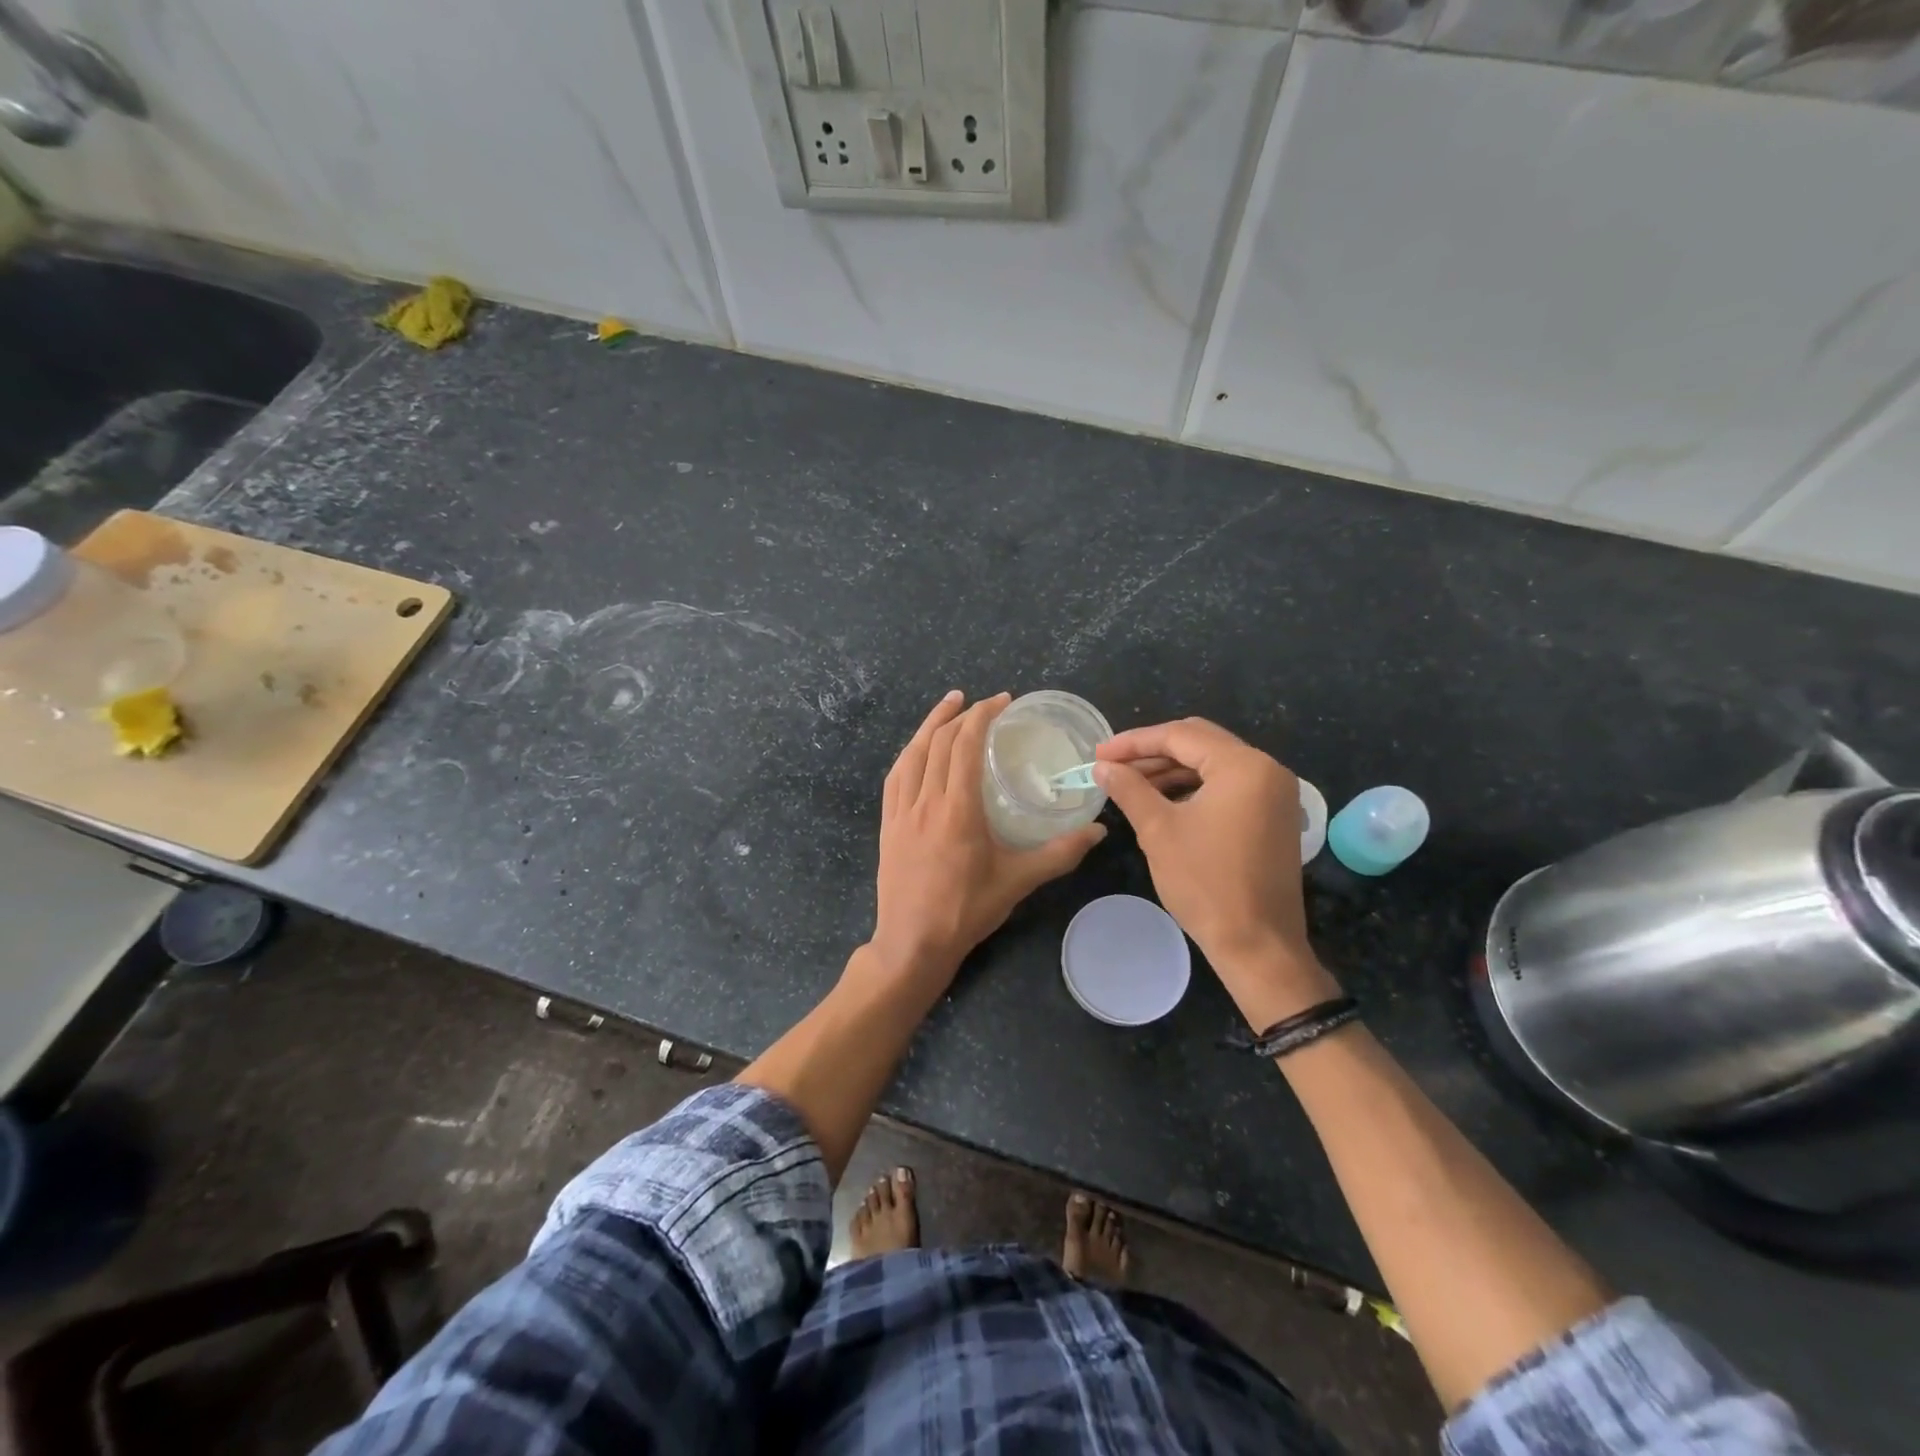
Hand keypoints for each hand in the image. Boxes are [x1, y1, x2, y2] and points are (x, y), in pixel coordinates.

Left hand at [867, 691, 1106, 988]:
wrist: (913, 943)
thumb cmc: (966, 911)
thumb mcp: (1018, 881)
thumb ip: (1060, 853)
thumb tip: (1099, 831)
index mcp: (957, 809)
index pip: (965, 746)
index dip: (982, 716)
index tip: (1001, 701)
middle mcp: (926, 801)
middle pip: (938, 743)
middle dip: (960, 714)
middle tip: (983, 702)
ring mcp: (901, 812)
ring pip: (912, 755)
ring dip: (929, 725)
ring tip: (948, 705)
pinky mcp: (887, 825)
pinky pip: (895, 777)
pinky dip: (909, 754)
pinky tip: (916, 749)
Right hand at [1095, 718, 1338, 1026]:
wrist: (1258, 945)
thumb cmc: (1206, 883)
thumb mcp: (1158, 830)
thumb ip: (1129, 789)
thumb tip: (1103, 767)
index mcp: (1243, 766)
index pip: (1180, 735)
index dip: (1134, 742)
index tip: (1098, 754)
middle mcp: (1267, 769)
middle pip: (1200, 742)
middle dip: (1152, 752)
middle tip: (1112, 765)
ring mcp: (1275, 794)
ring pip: (1213, 765)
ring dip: (1171, 770)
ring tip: (1130, 784)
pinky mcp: (1273, 816)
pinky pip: (1228, 787)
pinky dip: (1194, 788)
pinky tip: (1162, 801)